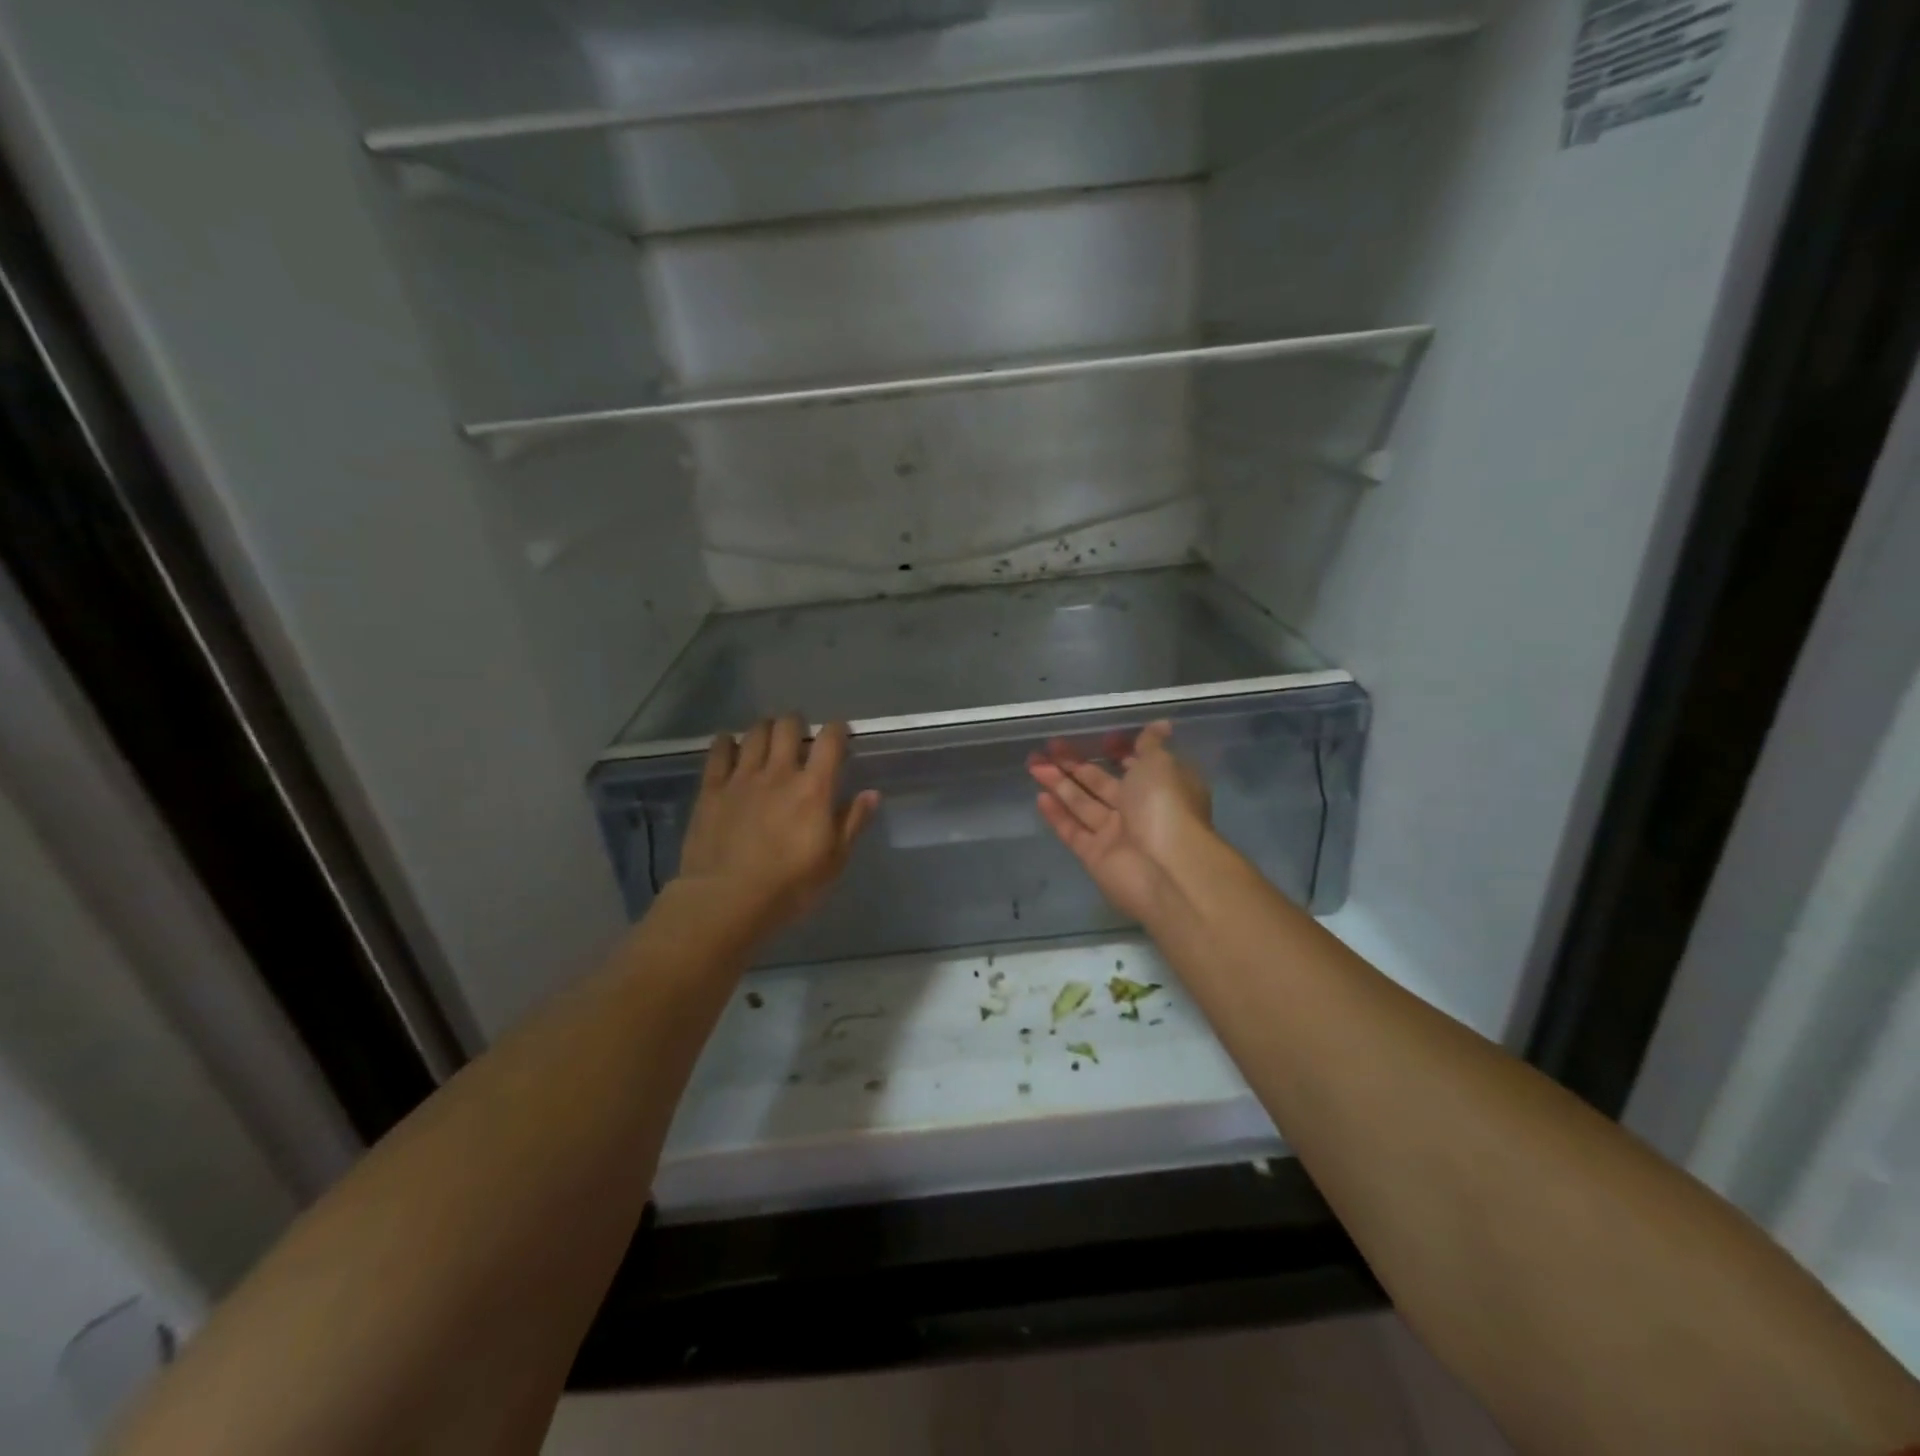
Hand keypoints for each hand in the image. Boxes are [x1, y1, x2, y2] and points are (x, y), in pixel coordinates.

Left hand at [678, 716, 879, 937]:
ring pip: (754, 733)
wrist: (726, 900)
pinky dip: (726, 742)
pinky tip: (729, 744)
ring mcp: (742, 778)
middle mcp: (779, 772)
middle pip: (788, 727)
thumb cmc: (789, 886)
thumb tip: (871, 793)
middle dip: (796, 723)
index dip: (837, 730)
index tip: (839, 734)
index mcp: (814, 788)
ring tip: (767, 736)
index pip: (830, 741)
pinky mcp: (712, 789)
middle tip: (799, 734)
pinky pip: (718, 752)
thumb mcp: (833, 861)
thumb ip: (852, 822)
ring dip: (765, 729)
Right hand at [1028, 721, 1211, 922]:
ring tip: (1033, 763)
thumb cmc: (1166, 805)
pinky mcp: (1095, 855)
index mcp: (1161, 786)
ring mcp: (1116, 834)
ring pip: (1083, 803)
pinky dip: (1057, 815)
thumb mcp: (1161, 763)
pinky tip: (1039, 796)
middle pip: (1102, 782)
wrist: (1165, 869)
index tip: (1097, 738)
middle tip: (1048, 745)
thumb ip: (1151, 744)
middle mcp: (1140, 809)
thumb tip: (1160, 725)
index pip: (1136, 764)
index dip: (1117, 750)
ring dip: (1059, 783)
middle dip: (1075, 763)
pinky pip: (1073, 830)